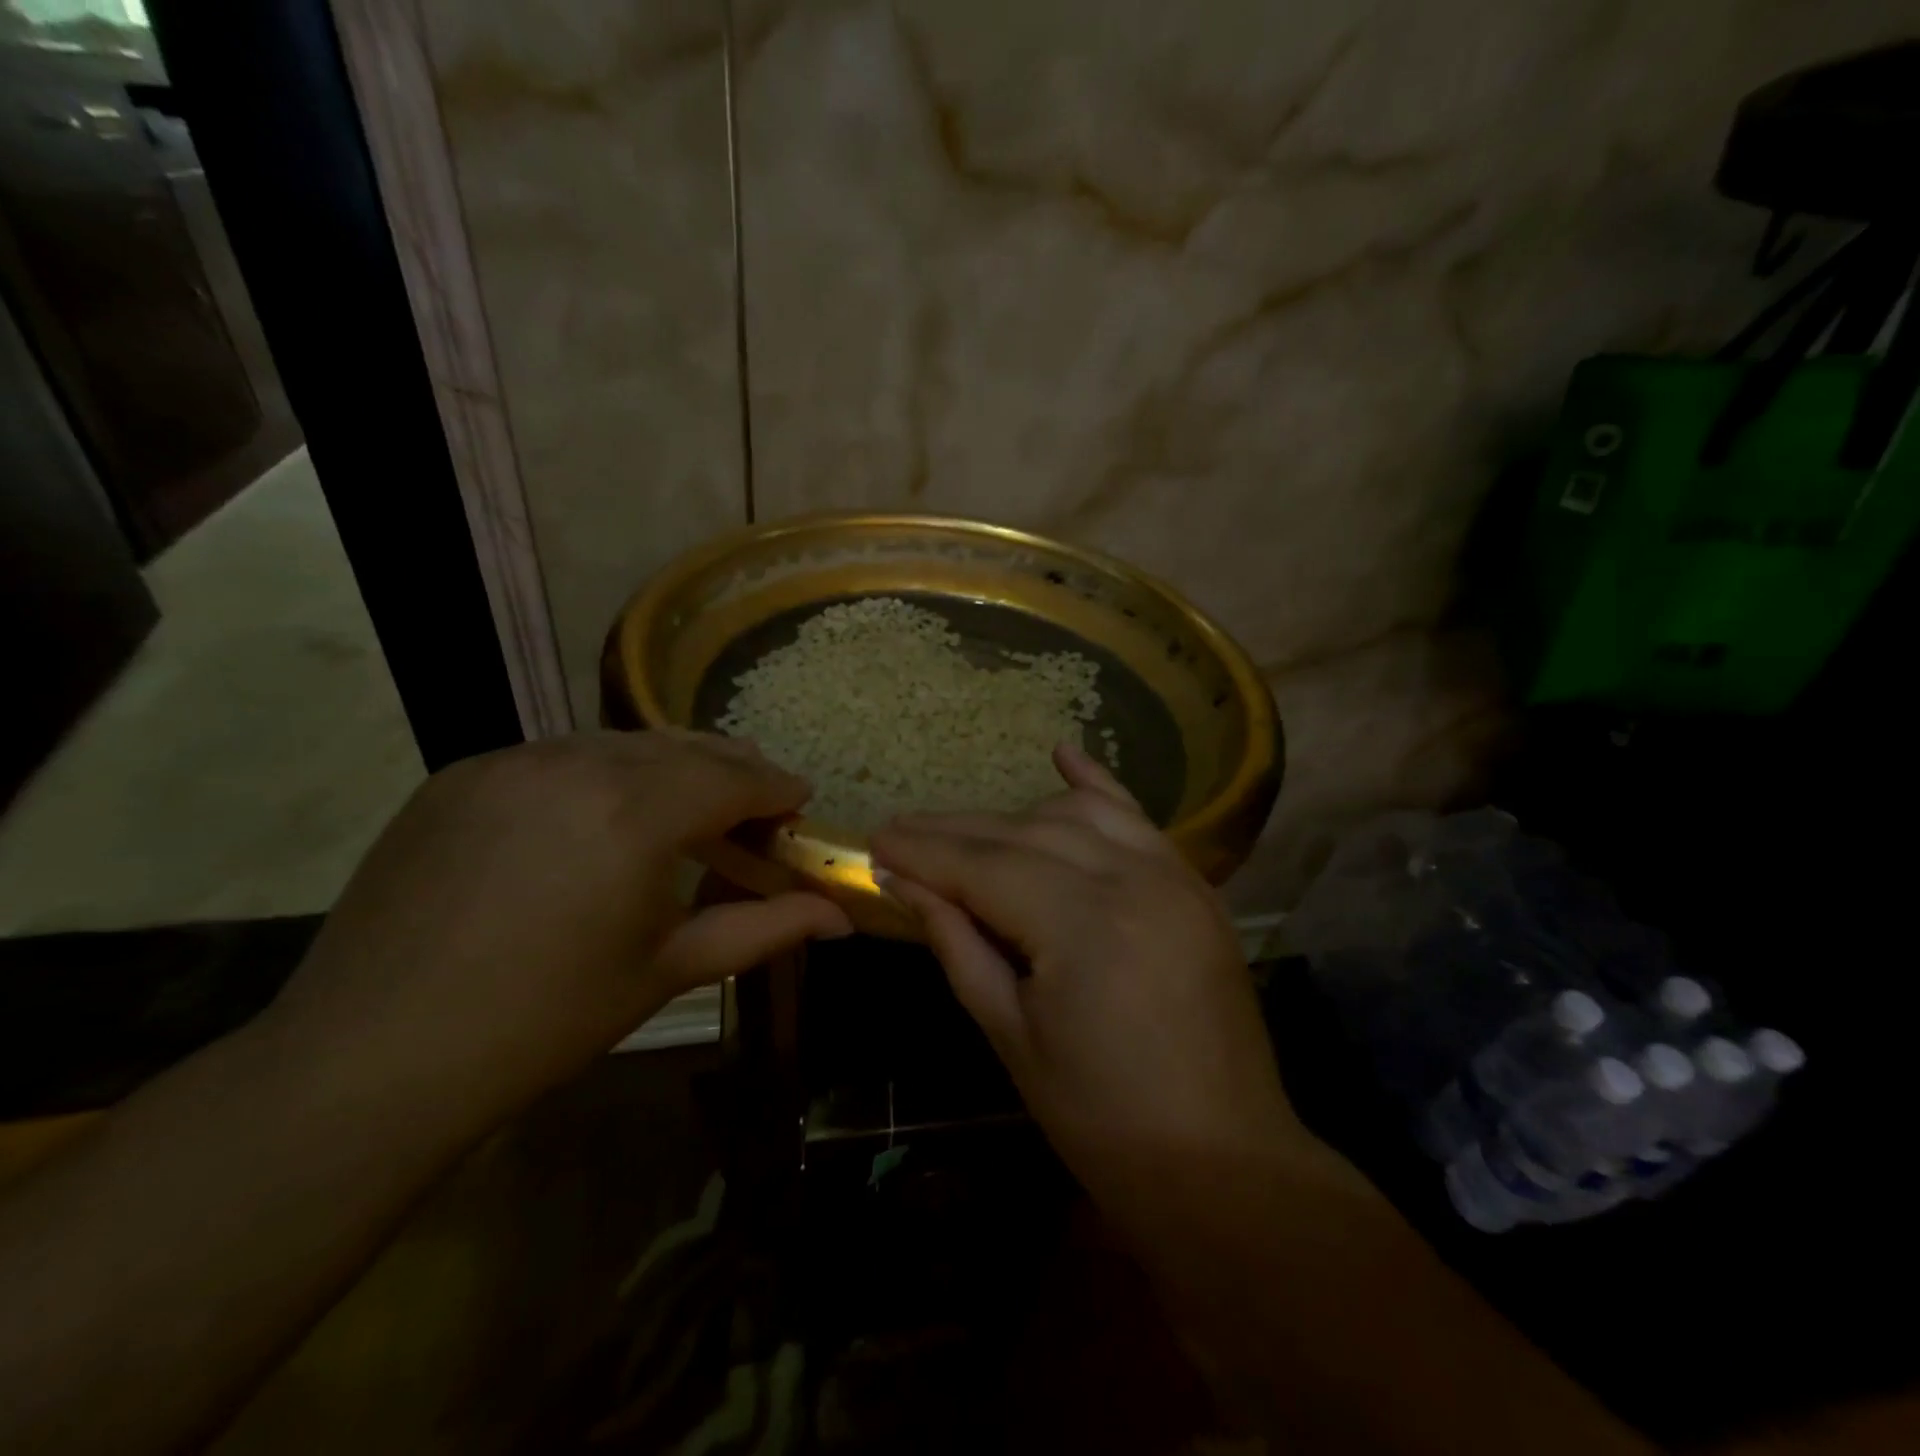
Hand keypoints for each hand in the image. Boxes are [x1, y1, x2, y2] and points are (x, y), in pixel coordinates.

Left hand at [263, 731, 850, 1130]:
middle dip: (730, 768)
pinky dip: (602, 774)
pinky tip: (601, 817)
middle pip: (682, 747)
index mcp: (636, 814)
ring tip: (686, 806)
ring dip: (668, 766)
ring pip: (620, 744)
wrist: (370, 1059)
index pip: (734, 777)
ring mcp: (511, 761)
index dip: (776, 786)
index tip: (800, 798)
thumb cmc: (546, 1022)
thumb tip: (843, 917)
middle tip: (756, 800)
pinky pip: (558, 756)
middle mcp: (576, 764)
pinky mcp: (462, 774)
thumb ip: (766, 928)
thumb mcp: (669, 970)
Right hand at [870, 743, 1300, 1204]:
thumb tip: (903, 882)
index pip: (982, 866)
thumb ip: (958, 943)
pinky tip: (1062, 756)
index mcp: (1082, 925)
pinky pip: (1136, 818)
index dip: (923, 851)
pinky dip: (1094, 787)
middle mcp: (1130, 878)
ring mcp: (1171, 874)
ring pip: (1072, 818)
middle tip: (900, 832)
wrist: (1223, 1162)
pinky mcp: (1193, 884)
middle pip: (1021, 834)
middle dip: (953, 832)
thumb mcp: (1011, 1033)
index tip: (874, 840)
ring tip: (962, 835)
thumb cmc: (1101, 1118)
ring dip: (1010, 820)